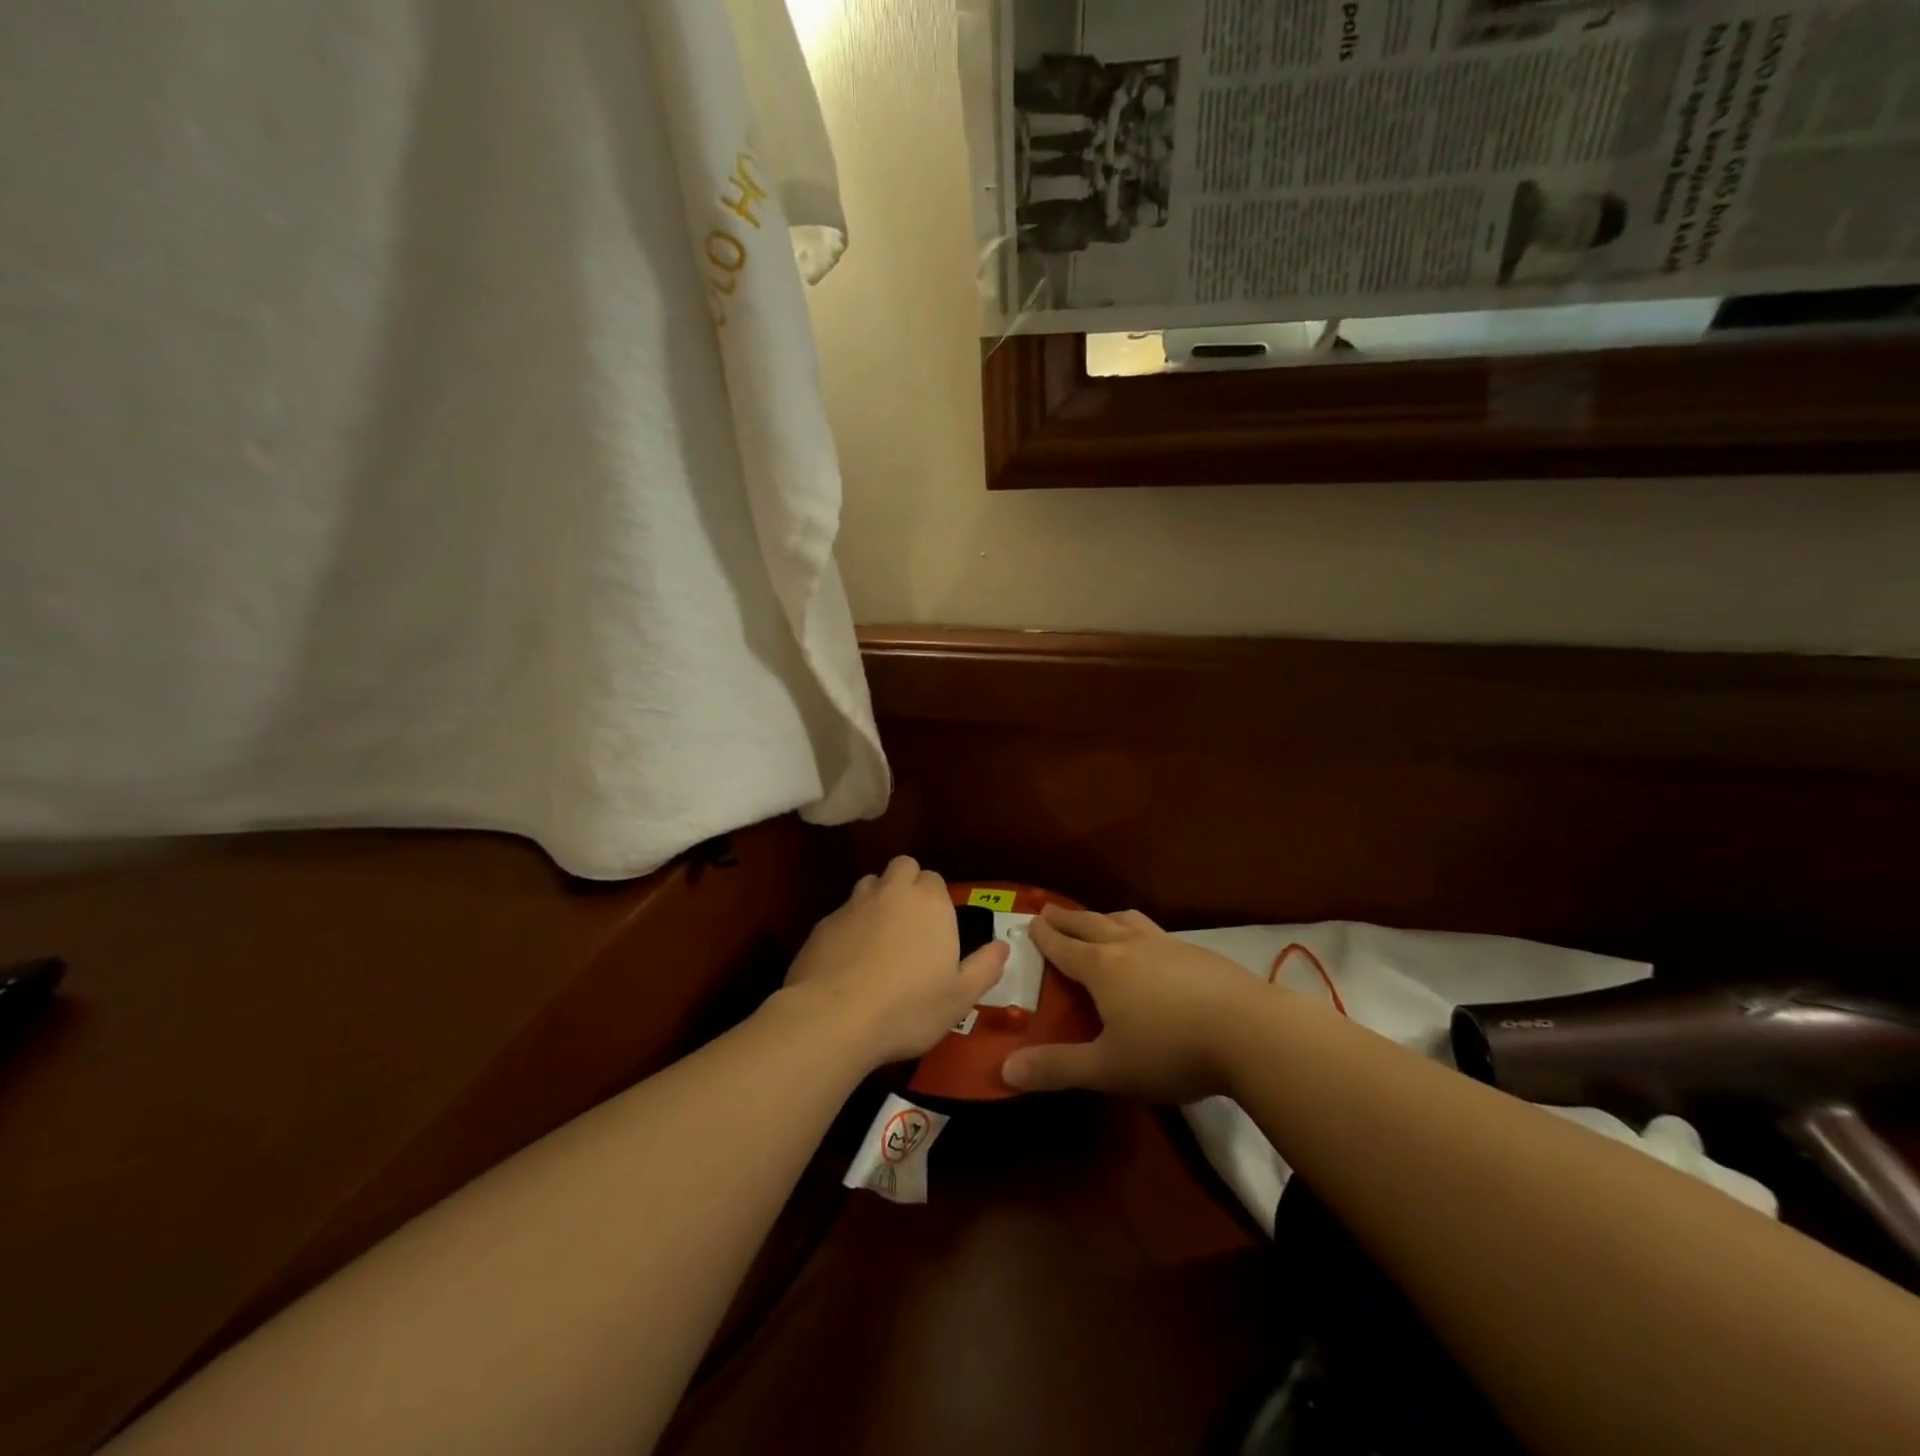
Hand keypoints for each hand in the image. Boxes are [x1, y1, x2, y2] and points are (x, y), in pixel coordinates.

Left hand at [781, 857, 1008, 1068]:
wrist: (834, 1018)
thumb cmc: (908, 1007)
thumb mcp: (960, 997)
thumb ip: (985, 967)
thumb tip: (1003, 946)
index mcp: (929, 902)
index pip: (935, 879)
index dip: (936, 900)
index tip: (937, 929)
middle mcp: (891, 892)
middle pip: (902, 867)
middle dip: (907, 884)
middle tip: (911, 923)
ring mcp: (853, 905)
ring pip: (870, 885)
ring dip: (878, 900)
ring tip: (880, 938)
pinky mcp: (823, 924)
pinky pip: (842, 914)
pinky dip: (849, 928)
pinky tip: (849, 961)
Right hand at [1002, 904, 1262, 1101]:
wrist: (1250, 1032)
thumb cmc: (1170, 1050)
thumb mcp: (1108, 1068)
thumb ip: (1058, 1068)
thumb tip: (1005, 1070)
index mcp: (1102, 968)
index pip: (1065, 947)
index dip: (1045, 936)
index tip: (1031, 921)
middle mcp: (1130, 947)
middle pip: (1092, 925)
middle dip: (1068, 919)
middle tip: (1051, 911)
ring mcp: (1168, 946)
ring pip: (1128, 922)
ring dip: (1106, 919)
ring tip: (1100, 921)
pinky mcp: (1200, 954)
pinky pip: (1158, 934)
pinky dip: (1141, 933)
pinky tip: (1153, 950)